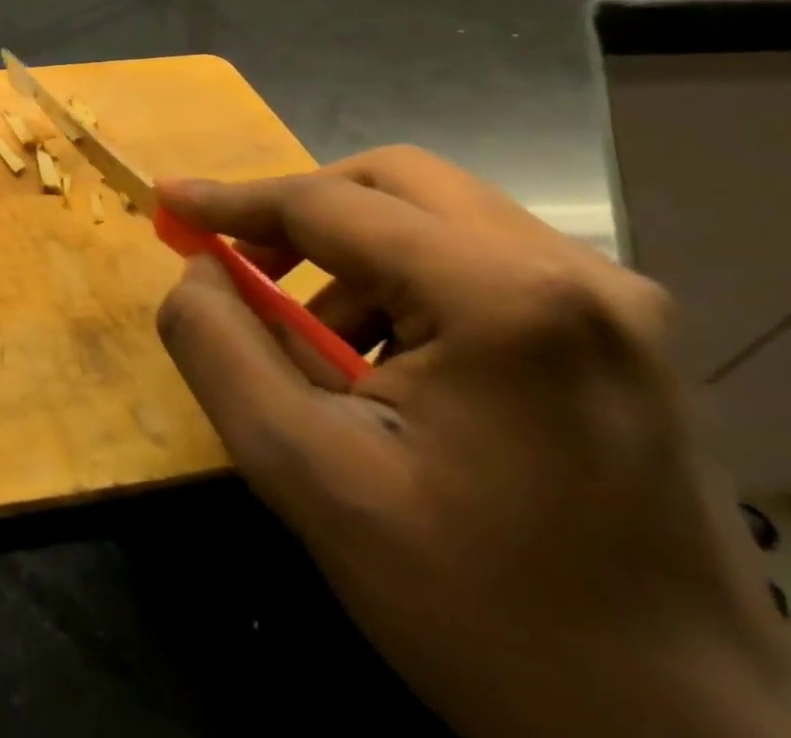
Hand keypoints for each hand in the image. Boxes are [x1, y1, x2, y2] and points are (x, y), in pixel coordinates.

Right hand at [154, 147, 790, 737]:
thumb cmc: (476, 606)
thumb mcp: (302, 469)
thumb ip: (216, 343)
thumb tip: (198, 268)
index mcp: (506, 296)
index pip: (330, 204)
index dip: (234, 199)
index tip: (167, 198)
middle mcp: (577, 274)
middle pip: (395, 184)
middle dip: (300, 213)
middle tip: (242, 266)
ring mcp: (616, 307)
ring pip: (436, 220)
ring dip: (350, 258)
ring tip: (313, 345)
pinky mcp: (624, 344)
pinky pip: (479, 266)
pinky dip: (404, 288)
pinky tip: (387, 372)